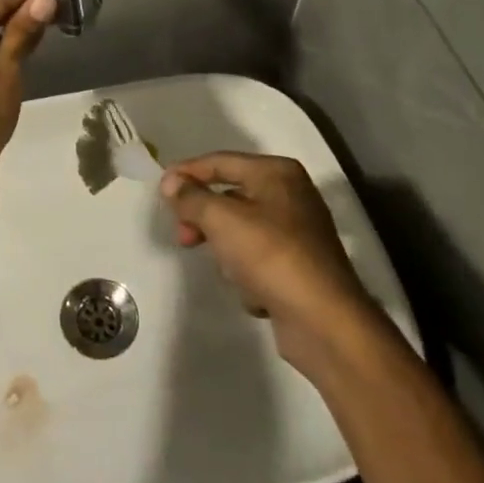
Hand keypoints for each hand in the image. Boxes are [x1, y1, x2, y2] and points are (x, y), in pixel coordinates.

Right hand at [161, 153, 372, 380]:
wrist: (323, 321)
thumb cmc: (270, 256)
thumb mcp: (221, 219)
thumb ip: (191, 197)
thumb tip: (171, 182)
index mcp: (277, 173)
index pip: (220, 161)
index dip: (187, 172)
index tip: (160, 190)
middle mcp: (291, 195)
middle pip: (230, 196)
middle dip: (204, 217)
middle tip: (182, 236)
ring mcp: (297, 232)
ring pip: (241, 230)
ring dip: (226, 249)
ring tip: (227, 270)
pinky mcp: (299, 266)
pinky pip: (257, 259)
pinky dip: (247, 272)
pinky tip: (251, 291)